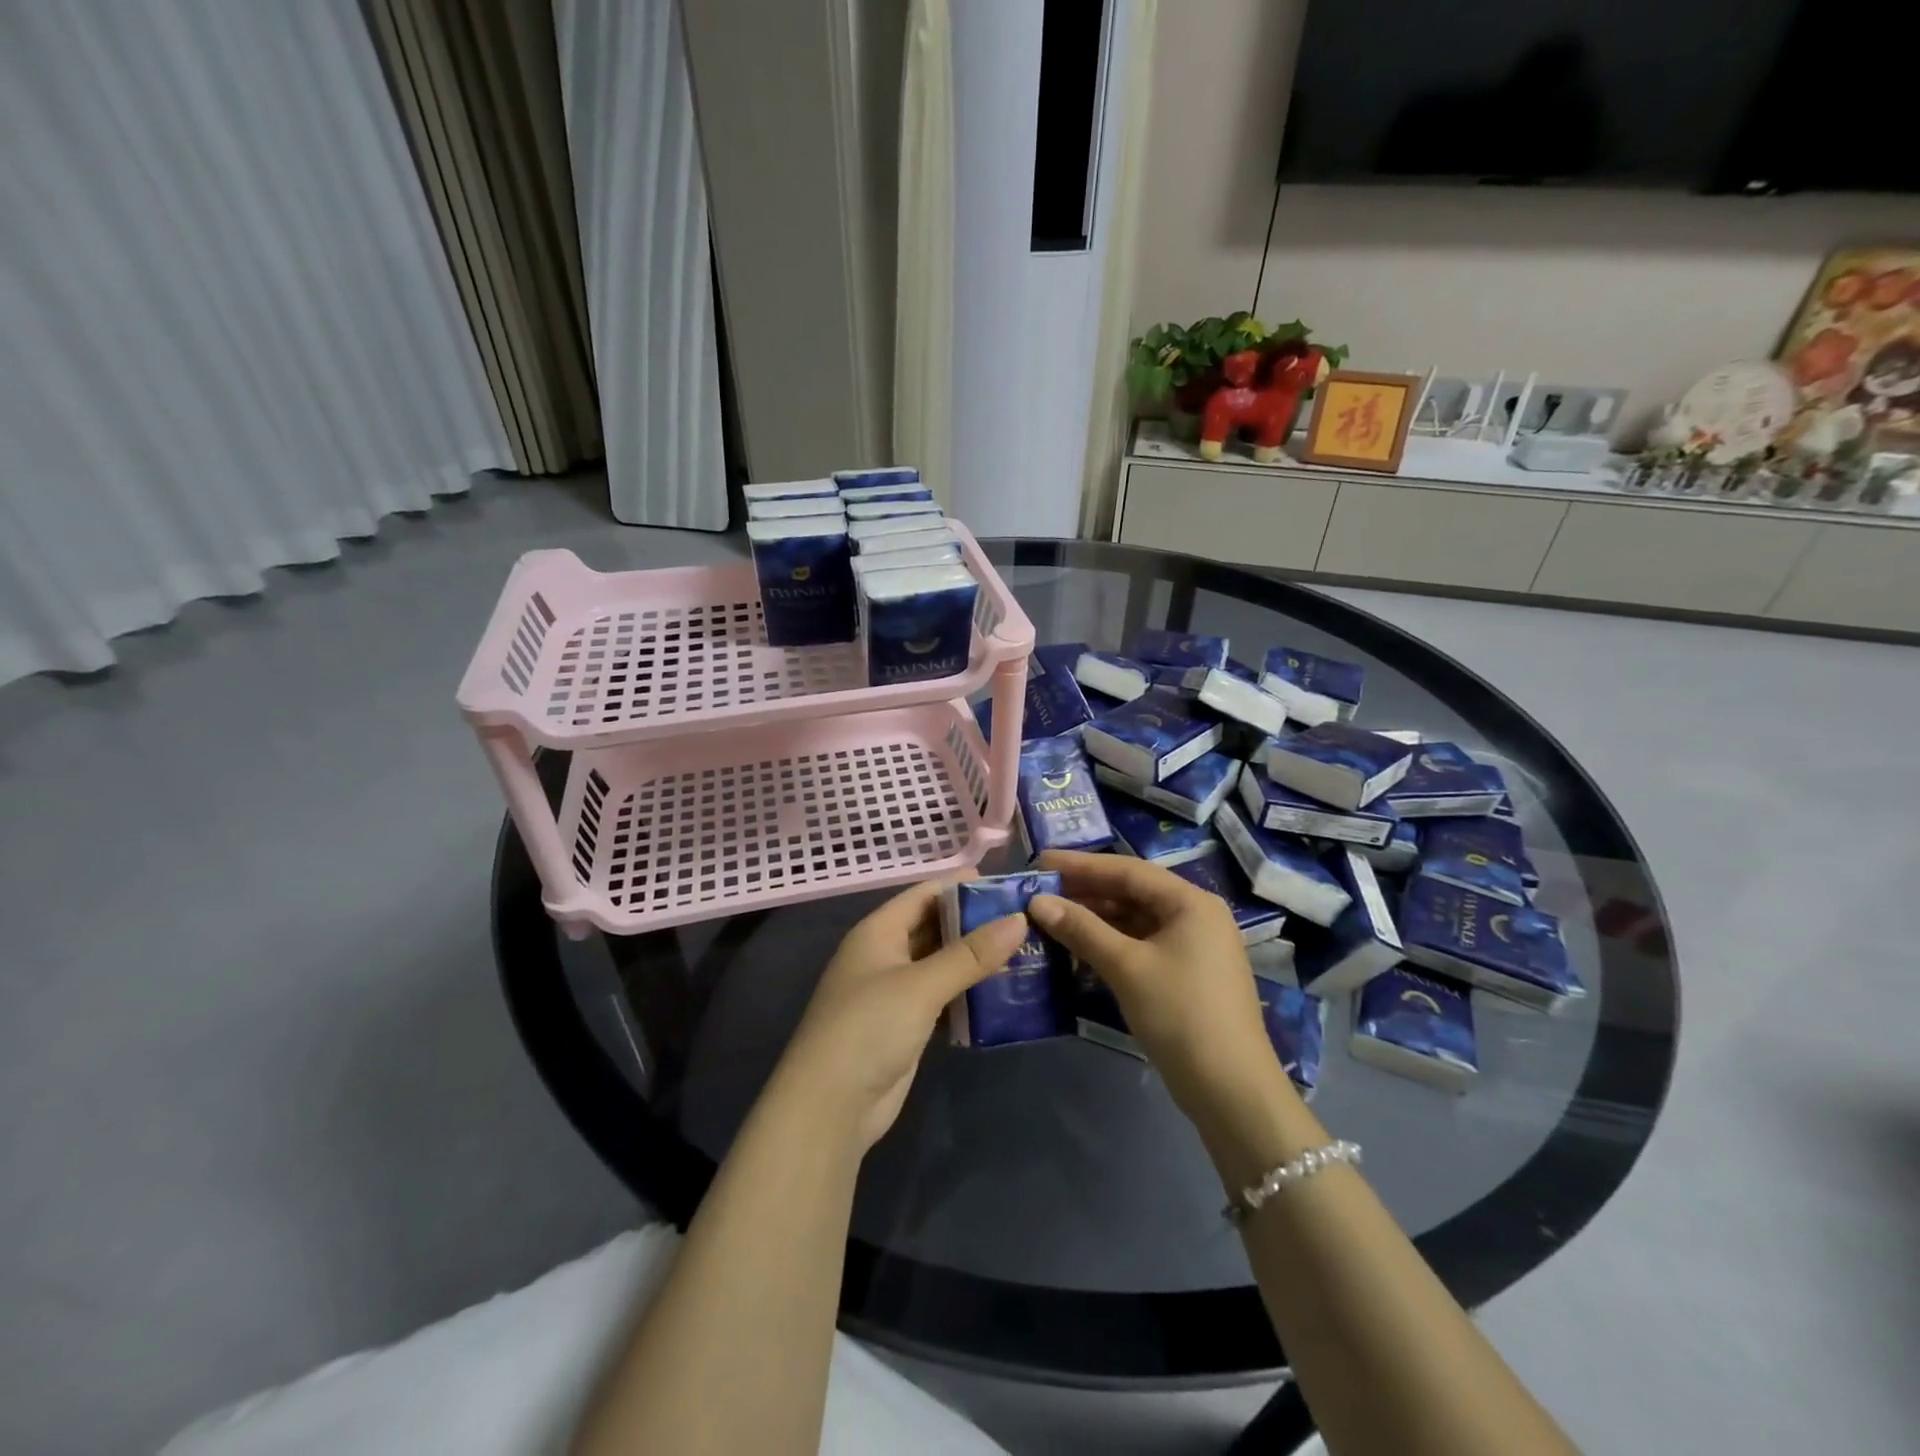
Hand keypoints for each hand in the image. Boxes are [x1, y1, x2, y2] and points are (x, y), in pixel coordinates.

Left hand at [772, 875, 1027, 1152]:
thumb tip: (1018, 920)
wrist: (830, 1107)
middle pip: (934, 927)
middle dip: (975, 923)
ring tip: (1024, 951)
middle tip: (1025, 918)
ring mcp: (894, 992)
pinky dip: (968, 993)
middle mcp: (884, 955)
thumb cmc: (869, 1028)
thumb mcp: (921, 985)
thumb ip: (970, 954)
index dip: (960, 885)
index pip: (924, 894)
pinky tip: (1002, 992)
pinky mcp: (906, 1026)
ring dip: (975, 959)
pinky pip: (942, 997)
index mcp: (878, 932)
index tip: (1005, 883)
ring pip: (941, 964)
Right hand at [1029, 850, 1287, 1117]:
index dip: (1081, 865)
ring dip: (1095, 918)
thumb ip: (1081, 929)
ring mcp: (1193, 945)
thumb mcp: (1126, 967)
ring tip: (1051, 916)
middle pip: (1132, 892)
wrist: (1231, 1090)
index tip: (1040, 862)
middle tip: (1040, 890)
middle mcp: (1195, 914)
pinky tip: (1079, 946)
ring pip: (1135, 919)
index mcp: (1190, 901)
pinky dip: (1110, 941)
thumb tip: (1037, 901)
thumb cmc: (1180, 1015)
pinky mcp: (1186, 972)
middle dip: (1086, 891)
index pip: (1128, 870)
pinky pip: (1141, 943)